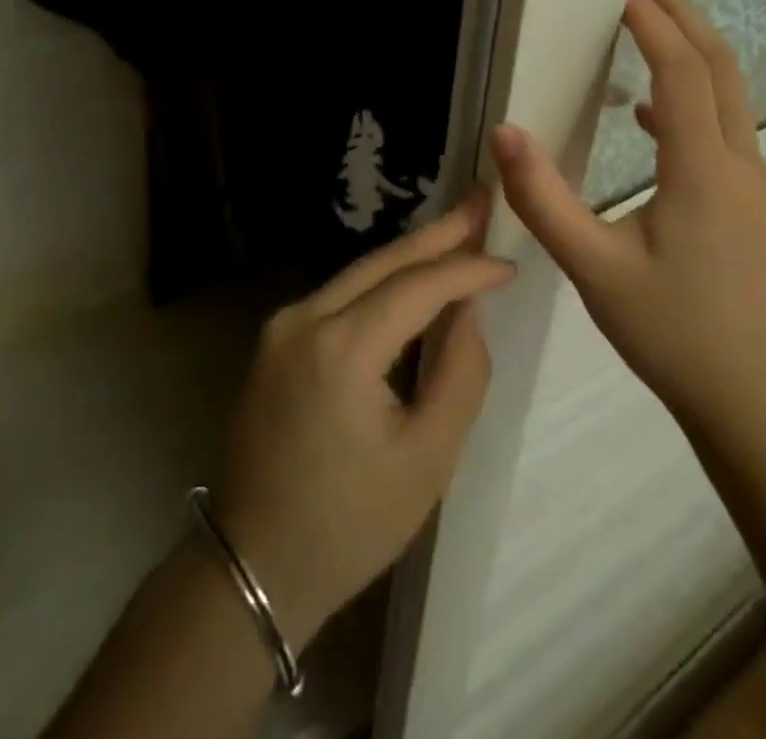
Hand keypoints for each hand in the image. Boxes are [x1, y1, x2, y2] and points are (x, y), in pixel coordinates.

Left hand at [212, 199, 514, 650]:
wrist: (256, 564)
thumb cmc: (351, 523)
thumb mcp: (428, 457)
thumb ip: (460, 372)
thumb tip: (468, 307)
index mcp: (340, 348)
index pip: (416, 287)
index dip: (466, 269)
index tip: (509, 263)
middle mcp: (303, 318)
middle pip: (382, 262)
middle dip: (438, 233)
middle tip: (483, 201)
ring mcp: (282, 325)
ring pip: (359, 273)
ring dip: (410, 255)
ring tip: (460, 231)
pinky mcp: (276, 338)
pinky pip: (339, 296)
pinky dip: (381, 282)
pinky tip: (413, 275)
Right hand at [492, 0, 765, 434]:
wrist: (749, 396)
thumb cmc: (669, 331)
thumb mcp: (592, 266)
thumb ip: (543, 198)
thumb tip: (503, 131)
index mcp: (703, 170)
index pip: (681, 72)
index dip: (651, 23)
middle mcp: (737, 162)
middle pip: (719, 66)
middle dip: (682, 14)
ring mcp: (749, 182)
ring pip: (728, 92)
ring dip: (691, 47)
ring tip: (647, 19)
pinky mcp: (746, 201)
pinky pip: (721, 124)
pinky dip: (689, 95)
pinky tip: (646, 110)